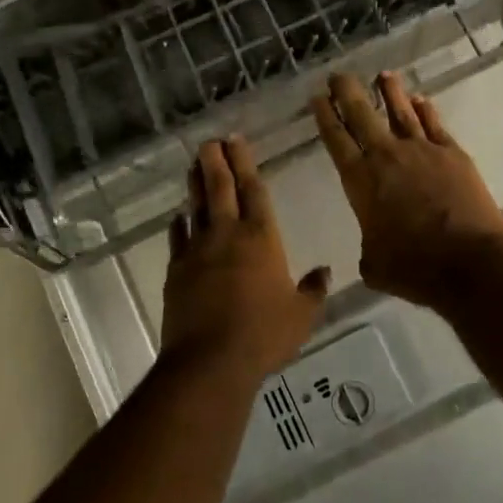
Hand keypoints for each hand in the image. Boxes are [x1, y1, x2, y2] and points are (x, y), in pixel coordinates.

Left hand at [162, 137, 329, 379]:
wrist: (210, 361)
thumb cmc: (264, 335)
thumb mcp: (301, 315)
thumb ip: (313, 290)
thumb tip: (325, 271)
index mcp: (262, 238)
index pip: (253, 190)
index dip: (245, 163)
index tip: (236, 140)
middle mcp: (228, 234)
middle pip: (220, 188)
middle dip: (216, 160)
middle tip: (210, 140)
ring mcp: (198, 250)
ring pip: (197, 207)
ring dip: (196, 183)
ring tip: (194, 164)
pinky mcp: (176, 270)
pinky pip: (177, 238)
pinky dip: (178, 224)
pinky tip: (177, 216)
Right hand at [312, 72, 502, 311]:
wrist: (470, 263)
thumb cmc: (414, 268)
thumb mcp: (374, 264)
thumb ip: (369, 245)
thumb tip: (375, 244)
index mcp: (361, 181)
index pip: (336, 139)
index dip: (325, 116)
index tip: (318, 97)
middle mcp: (387, 156)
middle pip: (362, 114)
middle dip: (347, 91)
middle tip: (338, 75)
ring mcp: (423, 151)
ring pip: (401, 111)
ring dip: (390, 91)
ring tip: (383, 74)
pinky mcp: (453, 154)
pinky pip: (434, 124)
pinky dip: (425, 110)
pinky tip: (420, 99)